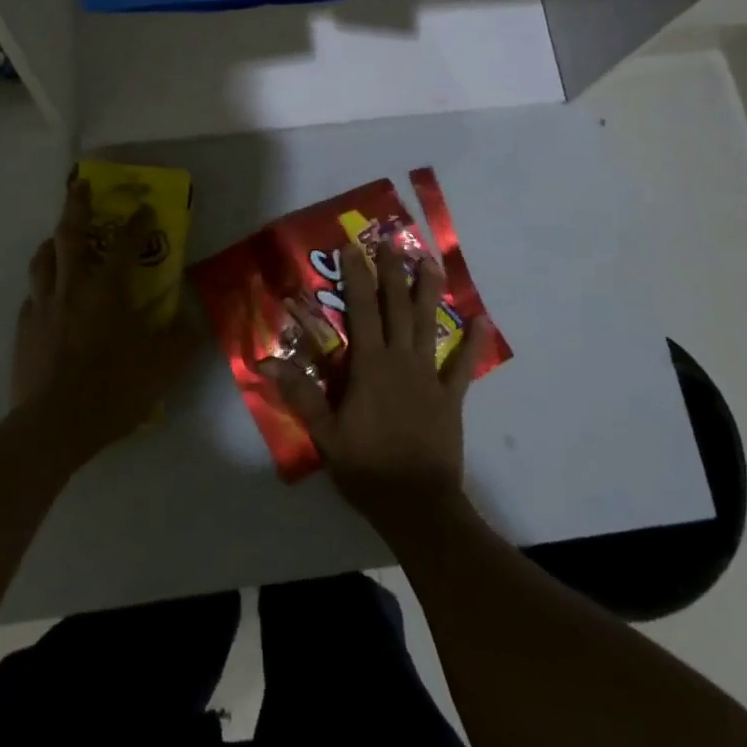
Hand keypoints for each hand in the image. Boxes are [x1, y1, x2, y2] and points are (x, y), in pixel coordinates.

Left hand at [10, 179, 197, 466]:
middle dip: (76, 205)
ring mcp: (43, 306)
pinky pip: (32, 295)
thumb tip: (191, 319)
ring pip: (42, 260)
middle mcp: (72, 288)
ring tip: (58, 237)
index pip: (124, 244)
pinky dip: (42, 285)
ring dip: (52, 241)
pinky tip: (48, 295)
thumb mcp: (162, 367)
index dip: (135, 222)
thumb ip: (180, 339)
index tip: (143, 205)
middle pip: (70, 235)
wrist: (53, 427)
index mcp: (107, 290)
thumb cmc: (113, 390)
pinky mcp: (24, 329)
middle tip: (80, 185)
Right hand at [262, 241, 480, 533]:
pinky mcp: (450, 397)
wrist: (417, 505)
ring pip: (428, 325)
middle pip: (397, 307)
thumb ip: (299, 393)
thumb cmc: (366, 467)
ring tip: (431, 262)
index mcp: (370, 365)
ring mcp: (429, 376)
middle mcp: (401, 360)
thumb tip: (265, 360)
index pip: (362, 310)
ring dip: (429, 292)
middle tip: (393, 241)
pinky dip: (472, 343)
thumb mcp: (325, 433)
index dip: (357, 276)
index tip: (353, 248)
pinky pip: (462, 365)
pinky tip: (481, 321)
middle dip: (393, 272)